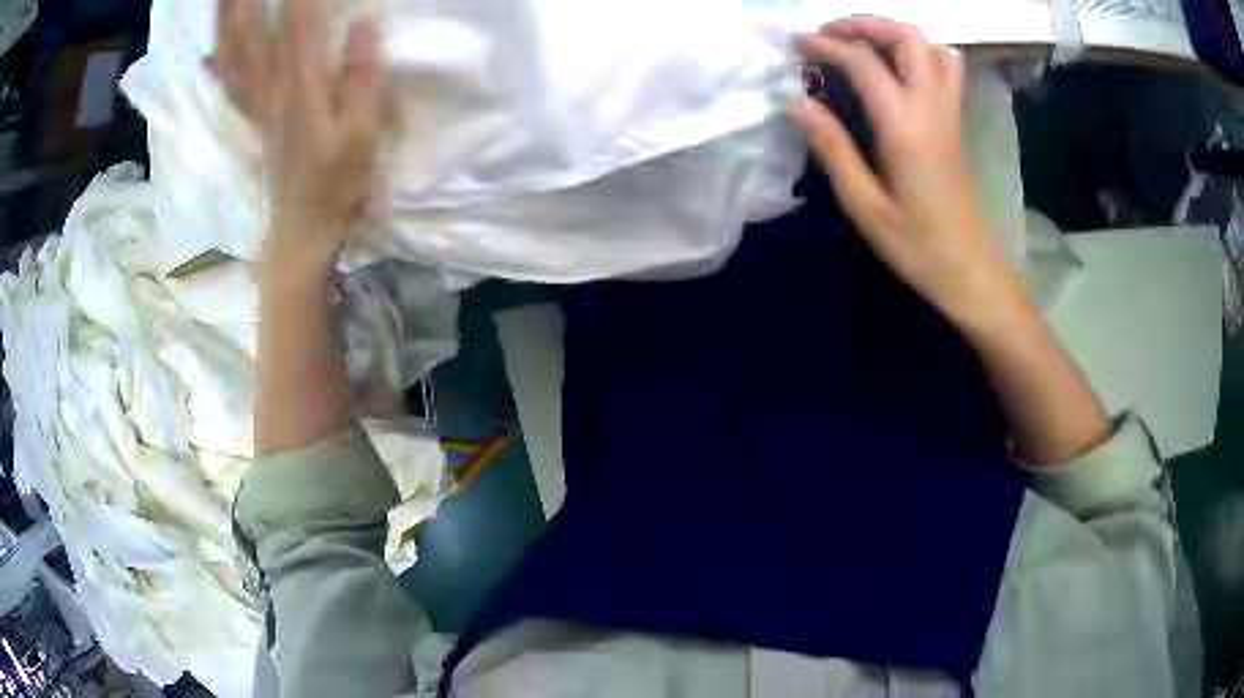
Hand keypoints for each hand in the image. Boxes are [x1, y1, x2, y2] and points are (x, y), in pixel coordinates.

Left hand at [213, 0, 382, 269]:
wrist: (302, 228)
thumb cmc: (338, 181)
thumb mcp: (363, 131)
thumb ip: (362, 75)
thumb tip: (363, 19)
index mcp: (301, 86)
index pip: (298, 20)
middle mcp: (269, 88)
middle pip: (249, 32)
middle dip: (246, 0)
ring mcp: (255, 104)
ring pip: (232, 54)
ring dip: (225, 21)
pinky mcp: (251, 119)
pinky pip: (227, 87)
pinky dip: (216, 66)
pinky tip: (208, 52)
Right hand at [789, 17, 1021, 332]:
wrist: (970, 269)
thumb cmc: (917, 245)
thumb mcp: (864, 205)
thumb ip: (831, 147)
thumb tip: (796, 102)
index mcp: (906, 127)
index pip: (864, 62)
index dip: (826, 45)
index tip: (795, 45)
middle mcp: (932, 108)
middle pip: (906, 36)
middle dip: (863, 24)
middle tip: (829, 35)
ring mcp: (949, 112)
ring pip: (930, 46)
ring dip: (891, 33)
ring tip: (859, 45)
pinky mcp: (955, 122)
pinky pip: (944, 67)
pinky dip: (917, 52)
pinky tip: (896, 68)